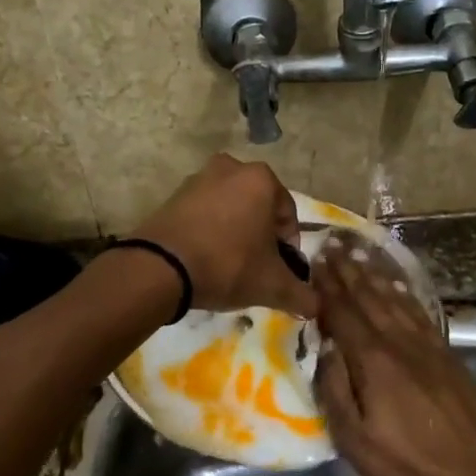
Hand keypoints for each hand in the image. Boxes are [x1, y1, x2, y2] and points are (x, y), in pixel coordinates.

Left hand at [132, 154, 318, 318]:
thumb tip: (315, 307)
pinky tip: (206, 259)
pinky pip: (203, 213)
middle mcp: (231, 168)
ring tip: (230, 266)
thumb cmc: (227, 265)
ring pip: (230, 209)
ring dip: (235, 233)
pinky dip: (210, 232)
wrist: (160, 268)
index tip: (282, 271)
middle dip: (261, 237)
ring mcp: (198, 178)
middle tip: (257, 268)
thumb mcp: (272, 285)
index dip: (289, 247)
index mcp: (261, 179)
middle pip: (258, 208)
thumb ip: (300, 294)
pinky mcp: (173, 195)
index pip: (288, 215)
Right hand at [312, 235, 475, 475]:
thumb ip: (335, 389)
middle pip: (368, 296)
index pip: (343, 313)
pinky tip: (394, 280)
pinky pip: (418, 309)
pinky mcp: (445, 351)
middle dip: (347, 269)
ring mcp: (426, 344)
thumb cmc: (408, 466)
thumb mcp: (355, 441)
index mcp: (373, 361)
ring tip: (356, 250)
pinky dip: (403, 289)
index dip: (326, 287)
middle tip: (331, 242)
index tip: (314, 261)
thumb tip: (324, 347)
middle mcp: (398, 342)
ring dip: (372, 272)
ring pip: (394, 297)